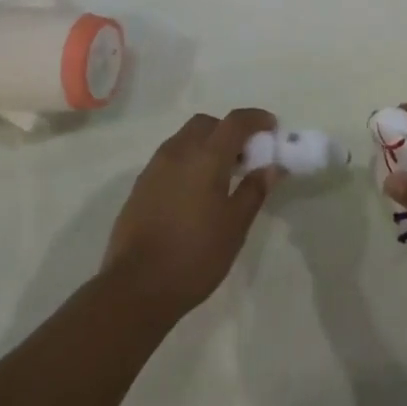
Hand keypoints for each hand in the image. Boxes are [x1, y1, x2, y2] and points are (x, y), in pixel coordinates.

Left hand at [101, 108, 279, 318]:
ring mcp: (155, 167)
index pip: (235, 121)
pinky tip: (193, 192)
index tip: (272, 126)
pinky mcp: (140, 185)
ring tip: (219, 176)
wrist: (135, 287)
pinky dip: (187, 160)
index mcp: (206, 157)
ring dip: (206, 144)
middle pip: (207, 123)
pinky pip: (170, 157)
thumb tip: (271, 167)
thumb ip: (254, 191)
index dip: (256, 118)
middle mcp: (179, 151)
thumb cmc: (194, 255)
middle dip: (228, 130)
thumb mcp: (234, 227)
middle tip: (244, 156)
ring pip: (185, 138)